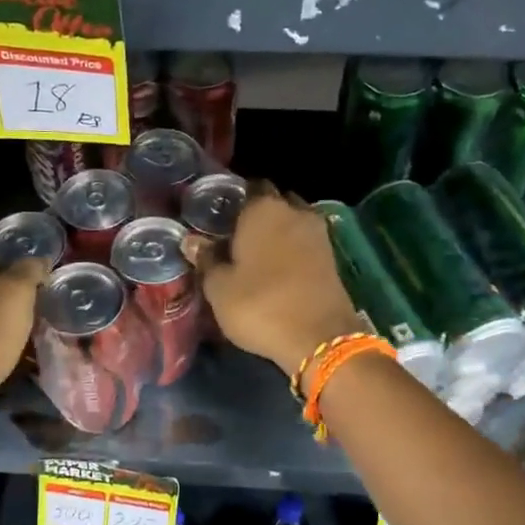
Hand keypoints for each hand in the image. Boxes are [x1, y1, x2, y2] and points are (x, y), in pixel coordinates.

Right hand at [186, 185, 363, 382]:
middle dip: (256, 213)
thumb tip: (192, 240)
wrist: (319, 338)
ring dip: (277, 231)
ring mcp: (318, 233)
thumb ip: (206, 259)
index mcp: (263, 209)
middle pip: (273, 201)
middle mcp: (294, 211)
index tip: (218, 217)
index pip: (248, 187)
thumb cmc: (260, 306)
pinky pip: (305, 241)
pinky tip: (276, 268)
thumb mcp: (219, 288)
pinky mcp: (331, 256)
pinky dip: (292, 248)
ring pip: (292, 221)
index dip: (233, 199)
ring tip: (255, 253)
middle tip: (234, 235)